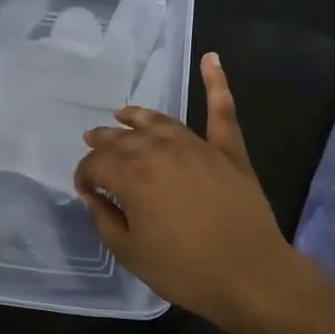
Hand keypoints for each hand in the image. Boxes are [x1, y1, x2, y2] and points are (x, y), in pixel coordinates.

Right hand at [75, 53, 297, 332]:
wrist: (250, 275)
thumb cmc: (184, 269)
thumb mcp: (130, 253)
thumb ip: (105, 220)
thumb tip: (94, 196)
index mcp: (131, 175)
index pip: (95, 164)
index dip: (84, 176)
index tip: (85, 190)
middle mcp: (159, 150)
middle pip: (122, 138)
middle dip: (102, 141)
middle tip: (92, 144)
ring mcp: (197, 146)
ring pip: (159, 121)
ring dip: (137, 115)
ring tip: (123, 113)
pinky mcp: (229, 151)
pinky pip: (222, 111)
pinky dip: (216, 83)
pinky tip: (211, 58)